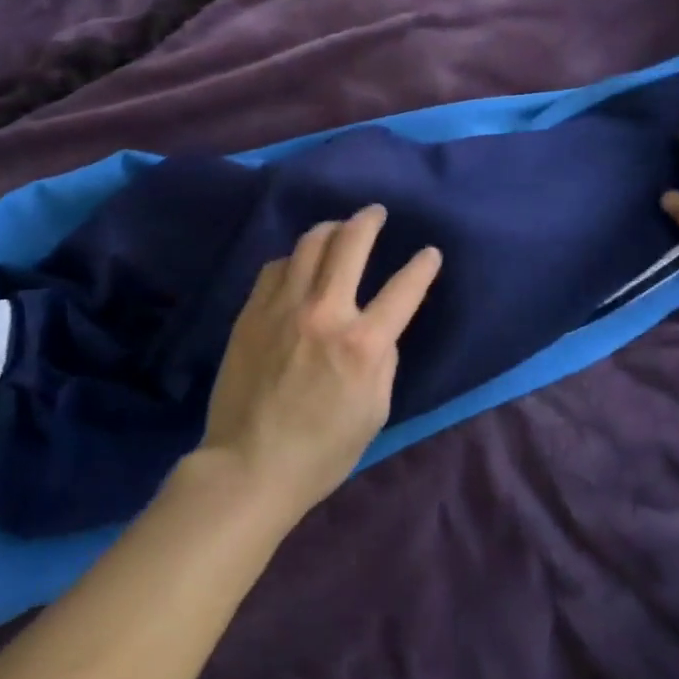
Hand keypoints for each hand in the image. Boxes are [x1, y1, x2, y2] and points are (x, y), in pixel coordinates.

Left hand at [199, 205, 442, 522]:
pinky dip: (295, 259)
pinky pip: (277, 267)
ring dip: (330, 230)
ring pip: (309, 244)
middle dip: (369, 220)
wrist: (249, 465)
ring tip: (338, 229)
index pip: (404, 288)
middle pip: (350, 243)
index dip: (423, 266)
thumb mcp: (375, 410)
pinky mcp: (252, 312)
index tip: (429, 253)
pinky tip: (299, 265)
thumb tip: (378, 327)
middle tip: (376, 213)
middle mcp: (325, 312)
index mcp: (363, 344)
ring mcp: (283, 308)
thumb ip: (383, 359)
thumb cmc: (322, 450)